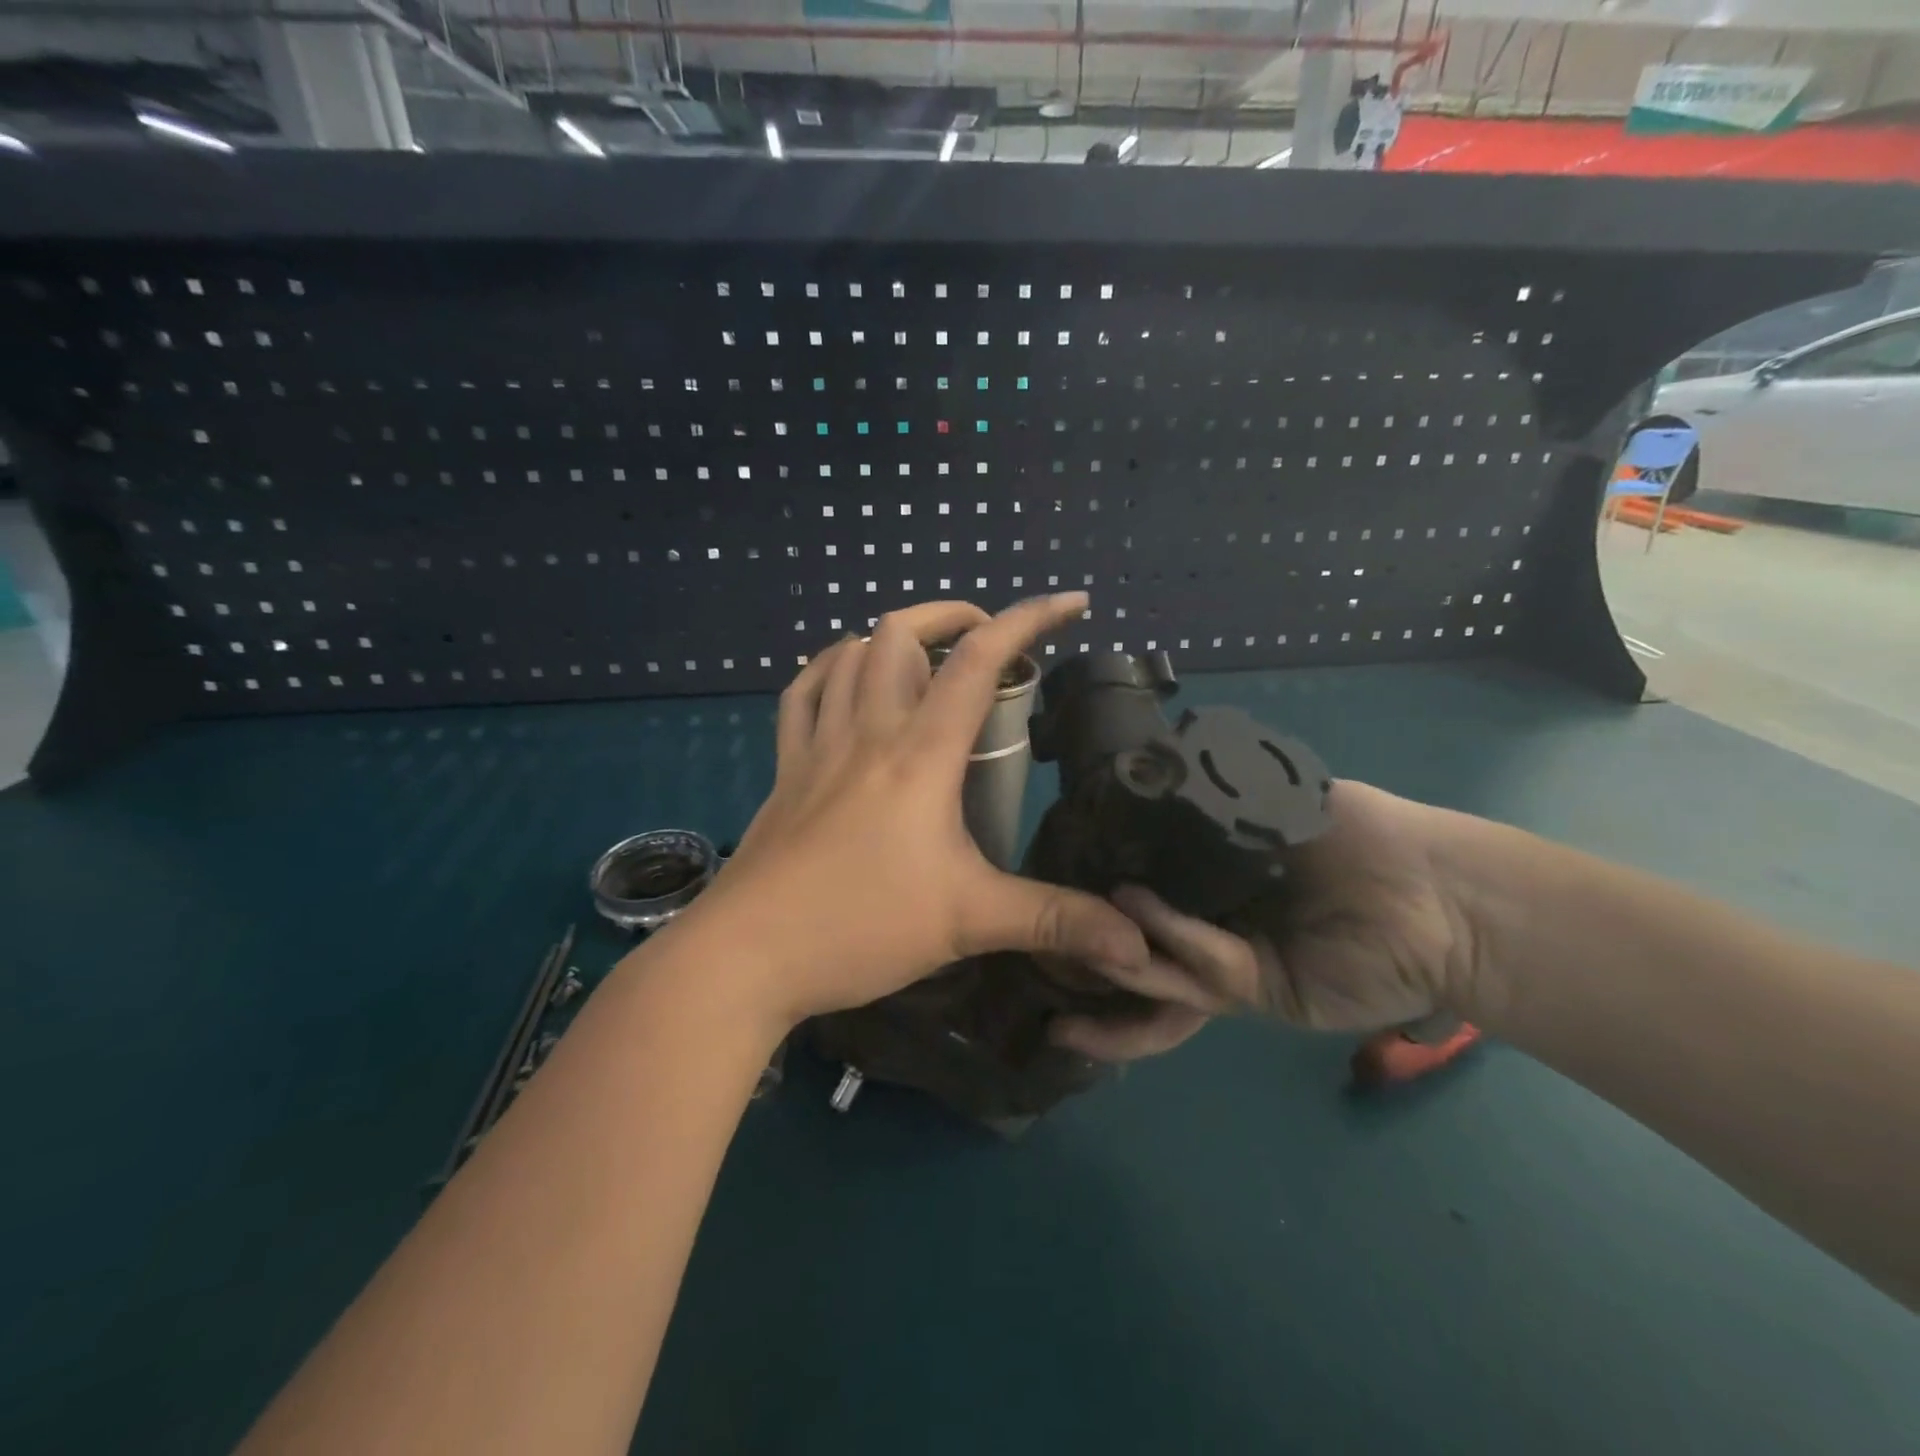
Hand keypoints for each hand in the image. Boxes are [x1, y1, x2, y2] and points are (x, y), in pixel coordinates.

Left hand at [664, 595, 1150, 1031]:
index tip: (1070, 604)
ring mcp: (817, 745)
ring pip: (847, 654)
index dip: (1028, 619)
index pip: (978, 660)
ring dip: (893, 638)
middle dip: (953, 616)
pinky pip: (801, 694)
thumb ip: (1054, 920)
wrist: (748, 956)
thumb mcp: (969, 922)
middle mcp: (867, 730)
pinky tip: (845, 680)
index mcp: (920, 753)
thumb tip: (1137, 946)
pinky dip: (829, 669)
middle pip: (901, 633)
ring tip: (927, 659)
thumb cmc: (861, 927)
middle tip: (990, 643)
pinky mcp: (784, 768)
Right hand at [1051, 781, 1476, 1060]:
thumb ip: (1215, 792)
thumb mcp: (1276, 798)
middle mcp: (1206, 925)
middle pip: (1136, 942)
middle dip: (1086, 950)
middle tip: (1032, 940)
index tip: (1047, 872)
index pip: (1137, 885)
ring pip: (1157, 972)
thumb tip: (1150, 756)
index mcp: (1206, 881)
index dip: (1093, 885)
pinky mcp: (1257, 993)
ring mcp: (1228, 964)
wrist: (1438, 893)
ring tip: (1059, 955)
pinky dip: (1169, 940)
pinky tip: (1133, 911)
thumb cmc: (1358, 834)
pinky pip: (1203, 968)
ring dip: (1110, 964)